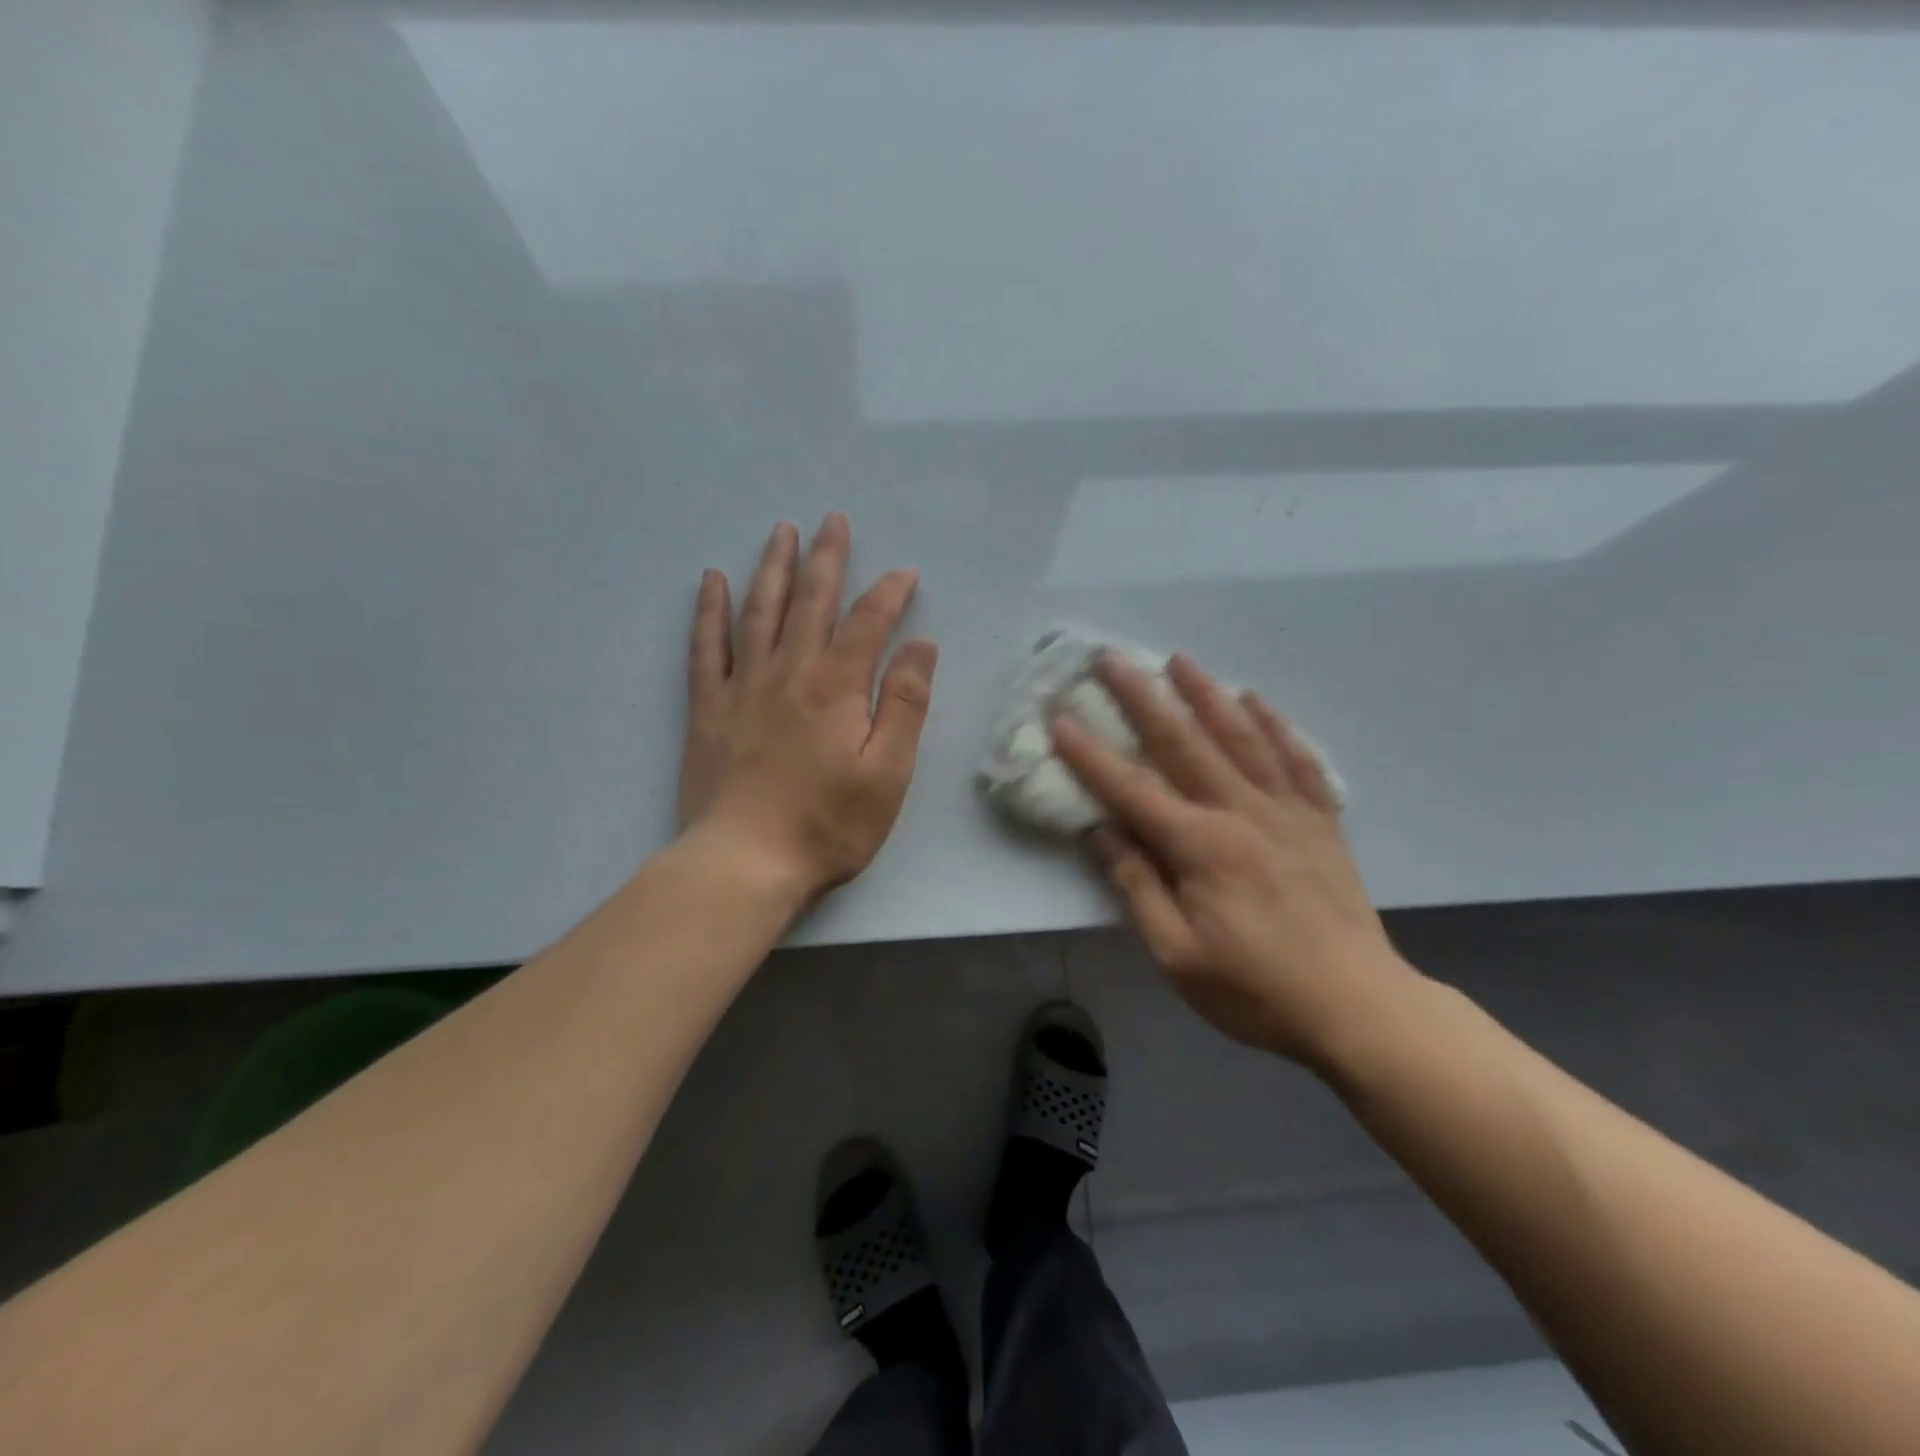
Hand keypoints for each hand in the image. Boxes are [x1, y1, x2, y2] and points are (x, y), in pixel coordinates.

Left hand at [678, 514, 937, 901]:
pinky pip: (706, 647)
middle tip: (832, 519)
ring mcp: (742, 687)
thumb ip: (904, 704)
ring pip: (758, 612)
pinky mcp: (707, 709)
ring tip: (780, 531)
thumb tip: (920, 645)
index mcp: (836, 686)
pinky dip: (709, 611)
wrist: (744, 861)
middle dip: (825, 558)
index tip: (905, 574)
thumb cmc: (828, 823)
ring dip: (772, 568)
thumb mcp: (888, 771)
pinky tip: (712, 581)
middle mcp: (788, 671)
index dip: (889, 593)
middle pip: (810, 602)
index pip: (868, 622)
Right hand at [1054, 653, 1415, 1064]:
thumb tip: (1101, 832)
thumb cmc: (1255, 990)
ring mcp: (1287, 811)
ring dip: (1206, 694)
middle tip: (1112, 658)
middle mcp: (1241, 812)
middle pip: (1184, 743)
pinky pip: (1297, 759)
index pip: (1132, 789)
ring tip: (1180, 660)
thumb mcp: (1177, 954)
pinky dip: (1275, 725)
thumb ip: (1137, 886)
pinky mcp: (1321, 820)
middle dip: (1142, 698)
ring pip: (1241, 737)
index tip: (1061, 719)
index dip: (1091, 755)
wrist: (1358, 1008)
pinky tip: (1256, 700)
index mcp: (1200, 847)